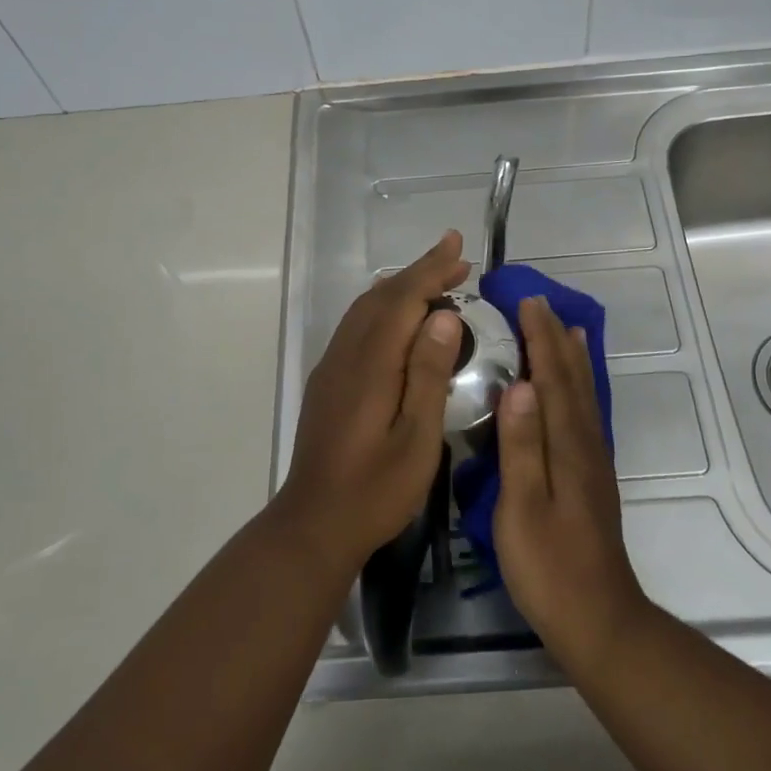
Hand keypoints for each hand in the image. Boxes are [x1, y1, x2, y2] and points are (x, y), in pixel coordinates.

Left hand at [275, 231, 469, 572]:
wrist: (313, 524)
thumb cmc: (375, 489)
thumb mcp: (417, 438)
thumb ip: (428, 374)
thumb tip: (444, 316)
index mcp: (370, 365)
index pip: (402, 300)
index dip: (430, 269)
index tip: (458, 247)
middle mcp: (346, 355)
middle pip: (381, 297)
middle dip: (418, 272)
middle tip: (456, 259)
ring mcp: (332, 368)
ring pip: (365, 310)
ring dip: (400, 288)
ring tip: (435, 282)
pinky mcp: (328, 383)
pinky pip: (357, 328)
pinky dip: (384, 309)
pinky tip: (401, 322)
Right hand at [493, 296, 650, 670]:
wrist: (597, 617)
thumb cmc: (549, 566)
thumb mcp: (522, 508)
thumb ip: (521, 446)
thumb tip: (519, 385)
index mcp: (565, 445)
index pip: (552, 377)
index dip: (540, 338)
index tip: (527, 301)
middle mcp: (584, 442)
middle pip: (571, 378)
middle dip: (556, 337)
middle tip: (539, 303)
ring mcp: (592, 459)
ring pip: (583, 393)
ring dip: (572, 356)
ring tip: (566, 328)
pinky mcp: (592, 476)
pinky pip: (585, 412)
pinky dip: (579, 387)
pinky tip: (574, 389)